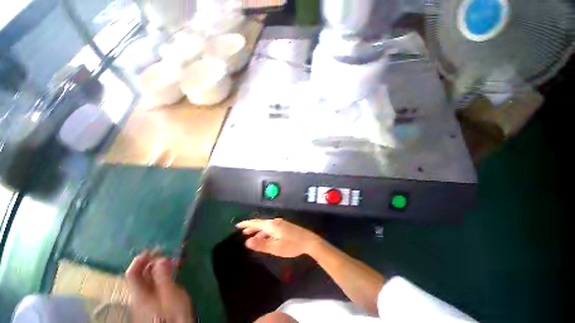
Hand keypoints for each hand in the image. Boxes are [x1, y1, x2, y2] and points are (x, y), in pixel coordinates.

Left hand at [126, 251, 192, 322]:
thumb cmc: (173, 314)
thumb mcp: (171, 295)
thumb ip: (164, 277)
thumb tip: (160, 258)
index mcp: (140, 294)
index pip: (132, 273)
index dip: (140, 259)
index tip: (155, 249)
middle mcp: (139, 296)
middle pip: (139, 275)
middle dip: (152, 261)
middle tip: (167, 253)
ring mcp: (145, 300)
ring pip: (147, 279)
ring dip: (158, 267)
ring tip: (172, 261)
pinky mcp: (153, 302)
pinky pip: (153, 284)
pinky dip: (161, 275)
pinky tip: (171, 274)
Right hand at [236, 218, 321, 257]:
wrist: (308, 240)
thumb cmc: (291, 245)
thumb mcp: (275, 247)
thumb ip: (261, 244)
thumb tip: (247, 241)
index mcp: (272, 225)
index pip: (256, 222)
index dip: (246, 224)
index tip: (238, 225)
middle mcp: (275, 222)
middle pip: (260, 223)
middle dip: (251, 227)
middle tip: (243, 231)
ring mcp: (281, 223)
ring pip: (266, 226)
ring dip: (258, 230)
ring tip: (251, 236)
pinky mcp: (284, 226)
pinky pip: (271, 228)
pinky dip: (265, 232)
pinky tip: (265, 237)